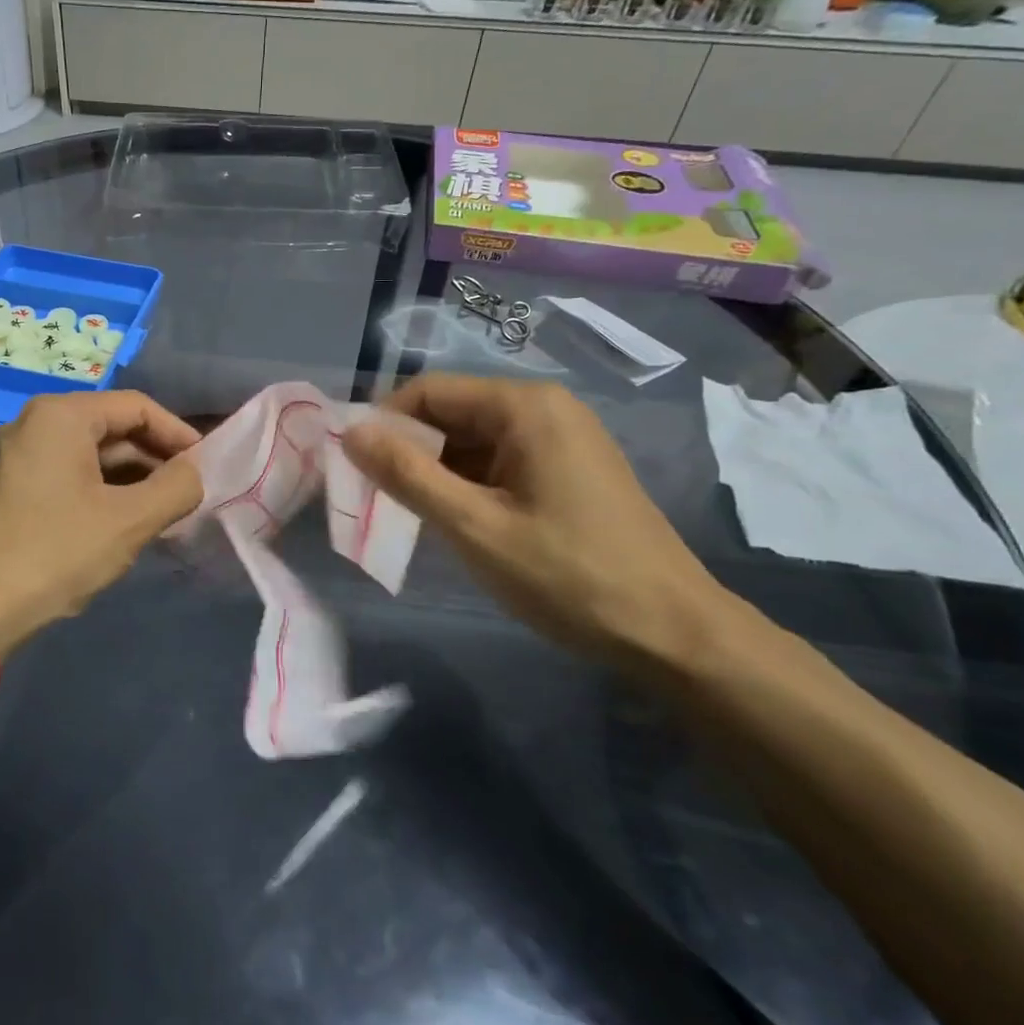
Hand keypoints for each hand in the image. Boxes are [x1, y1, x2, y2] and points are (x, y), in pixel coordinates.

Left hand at [0, 391, 202, 657]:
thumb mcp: (128, 521)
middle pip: (112, 429)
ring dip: (131, 481)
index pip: (137, 407)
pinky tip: (124, 524)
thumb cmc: (54, 554)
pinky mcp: (8, 489)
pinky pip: (67, 477)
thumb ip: (176, 488)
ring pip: (90, 457)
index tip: (207, 468)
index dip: (178, 435)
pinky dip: (101, 494)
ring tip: (164, 515)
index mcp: (61, 416)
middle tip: (189, 496)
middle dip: (155, 461)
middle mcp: (33, 424)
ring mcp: (16, 457)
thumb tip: (195, 473)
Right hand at [343, 375, 734, 674]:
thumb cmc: (568, 576)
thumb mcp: (474, 527)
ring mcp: (561, 438)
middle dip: (409, 450)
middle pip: (451, 412)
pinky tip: (458, 522)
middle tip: (378, 499)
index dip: (384, 424)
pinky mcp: (569, 469)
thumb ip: (407, 476)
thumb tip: (350, 432)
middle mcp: (544, 408)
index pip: (429, 391)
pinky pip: (499, 461)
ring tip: (413, 517)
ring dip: (437, 472)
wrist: (673, 633)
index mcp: (524, 406)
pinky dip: (468, 484)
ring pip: (473, 440)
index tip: (355, 468)